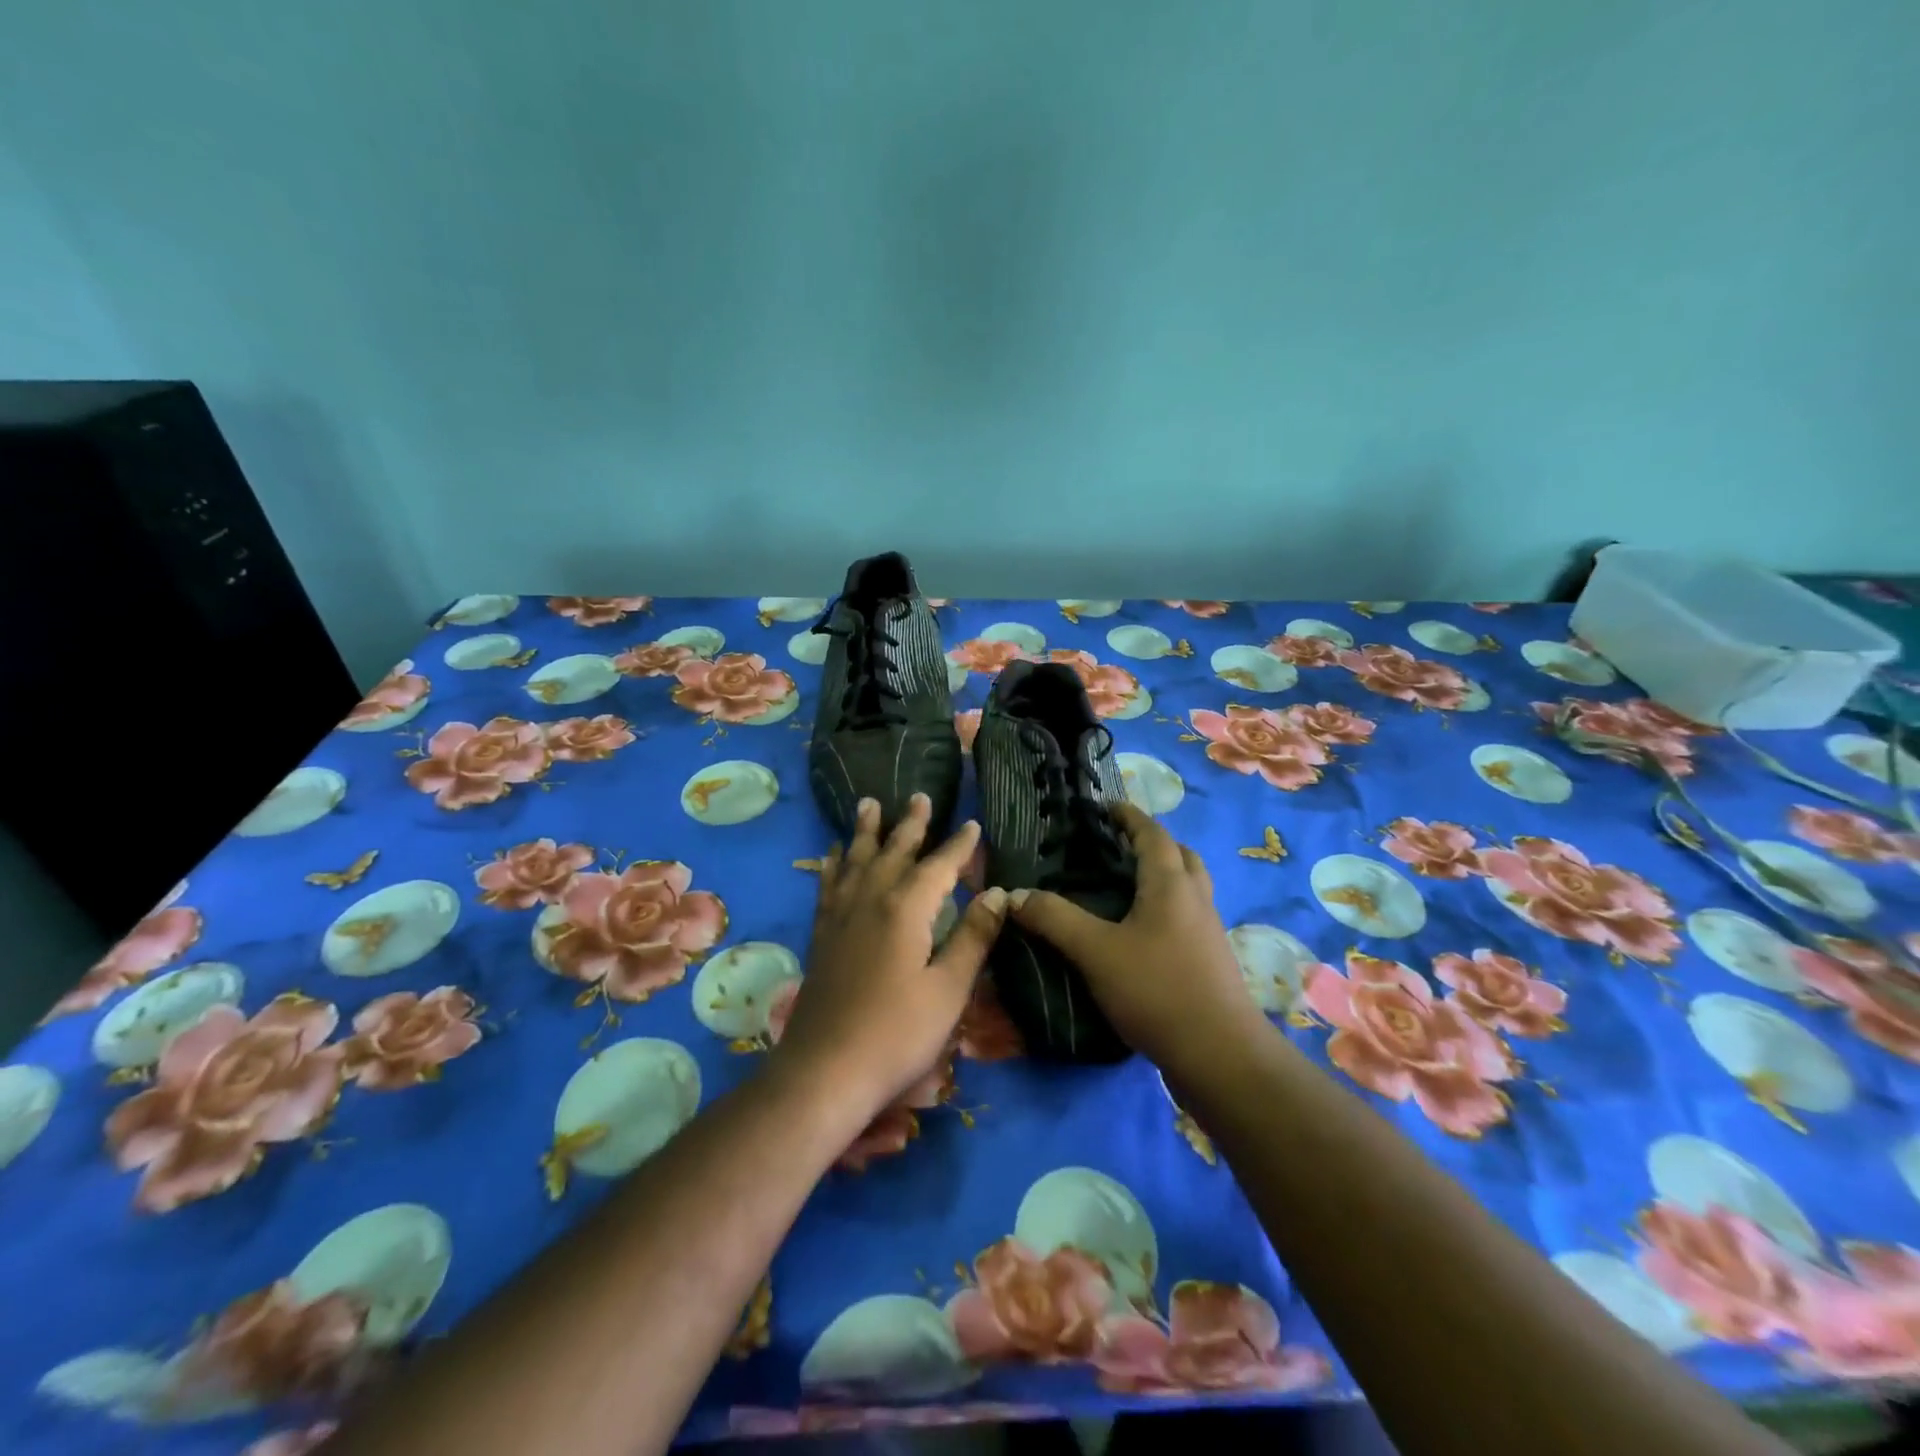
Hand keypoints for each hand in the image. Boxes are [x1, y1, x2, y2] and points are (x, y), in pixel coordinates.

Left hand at [777, 793, 1008, 1112]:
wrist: (825, 1070)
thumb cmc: (897, 1033)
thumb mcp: (949, 989)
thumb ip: (973, 937)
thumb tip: (998, 892)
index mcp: (906, 909)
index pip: (939, 865)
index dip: (958, 845)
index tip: (972, 824)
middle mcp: (870, 899)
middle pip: (894, 851)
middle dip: (911, 824)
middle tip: (919, 796)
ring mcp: (841, 916)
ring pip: (857, 859)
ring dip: (866, 831)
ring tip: (869, 803)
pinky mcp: (822, 935)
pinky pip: (828, 884)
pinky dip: (834, 864)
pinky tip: (833, 855)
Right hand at [1009, 803, 1265, 1081]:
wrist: (1219, 1055)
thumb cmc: (1156, 989)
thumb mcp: (1094, 951)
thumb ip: (1054, 919)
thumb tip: (1015, 894)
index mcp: (1170, 883)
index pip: (1151, 833)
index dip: (1128, 816)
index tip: (1105, 807)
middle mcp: (1195, 898)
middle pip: (1180, 855)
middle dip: (1151, 842)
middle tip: (1118, 845)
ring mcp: (1208, 930)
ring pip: (1188, 886)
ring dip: (1164, 874)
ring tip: (1127, 885)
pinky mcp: (1211, 960)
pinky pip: (1189, 915)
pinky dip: (1167, 906)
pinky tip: (1142, 931)